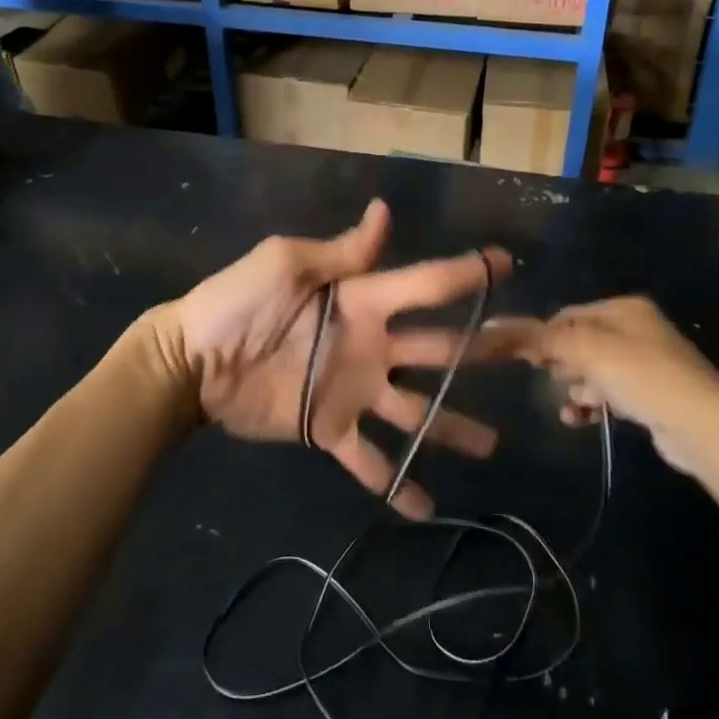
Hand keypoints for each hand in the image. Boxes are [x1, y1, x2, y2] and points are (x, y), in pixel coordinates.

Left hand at [162, 199, 507, 517]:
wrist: (192, 363)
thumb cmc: (237, 304)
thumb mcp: (286, 264)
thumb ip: (341, 250)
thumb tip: (384, 209)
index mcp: (363, 299)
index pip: (425, 284)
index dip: (465, 273)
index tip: (507, 264)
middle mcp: (371, 344)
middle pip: (438, 348)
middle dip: (481, 349)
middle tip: (526, 354)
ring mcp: (354, 390)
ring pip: (416, 410)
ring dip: (451, 427)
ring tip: (490, 446)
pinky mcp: (330, 429)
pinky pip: (370, 459)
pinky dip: (396, 483)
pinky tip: (424, 508)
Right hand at [487, 297, 718, 477]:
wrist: (704, 426)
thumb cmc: (642, 375)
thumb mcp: (585, 350)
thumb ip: (538, 338)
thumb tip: (489, 327)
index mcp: (623, 308)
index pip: (567, 315)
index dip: (542, 335)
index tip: (524, 359)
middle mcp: (635, 329)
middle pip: (579, 341)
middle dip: (560, 363)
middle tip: (549, 380)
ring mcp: (646, 364)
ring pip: (592, 371)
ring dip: (574, 388)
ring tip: (569, 405)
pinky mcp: (650, 396)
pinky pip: (608, 394)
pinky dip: (591, 404)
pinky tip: (579, 419)